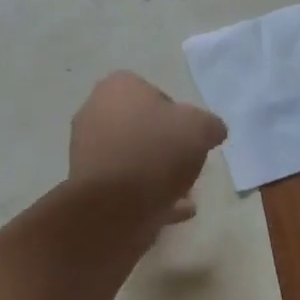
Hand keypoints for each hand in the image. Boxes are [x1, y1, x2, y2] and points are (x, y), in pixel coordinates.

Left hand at [68, 72, 227, 224]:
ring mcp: (87, 151)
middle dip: (168, 147)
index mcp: (117, 88)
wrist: (111, 206)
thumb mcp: (199, 128)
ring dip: (160, 174)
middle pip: (142, 127)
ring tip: (186, 194)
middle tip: (189, 165)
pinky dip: (149, 195)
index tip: (191, 136)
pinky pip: (125, 186)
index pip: (153, 92)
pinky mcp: (88, 186)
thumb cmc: (155, 151)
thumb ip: (210, 125)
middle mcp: (95, 112)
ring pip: (133, 159)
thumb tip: (212, 130)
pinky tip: (176, 211)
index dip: (178, 114)